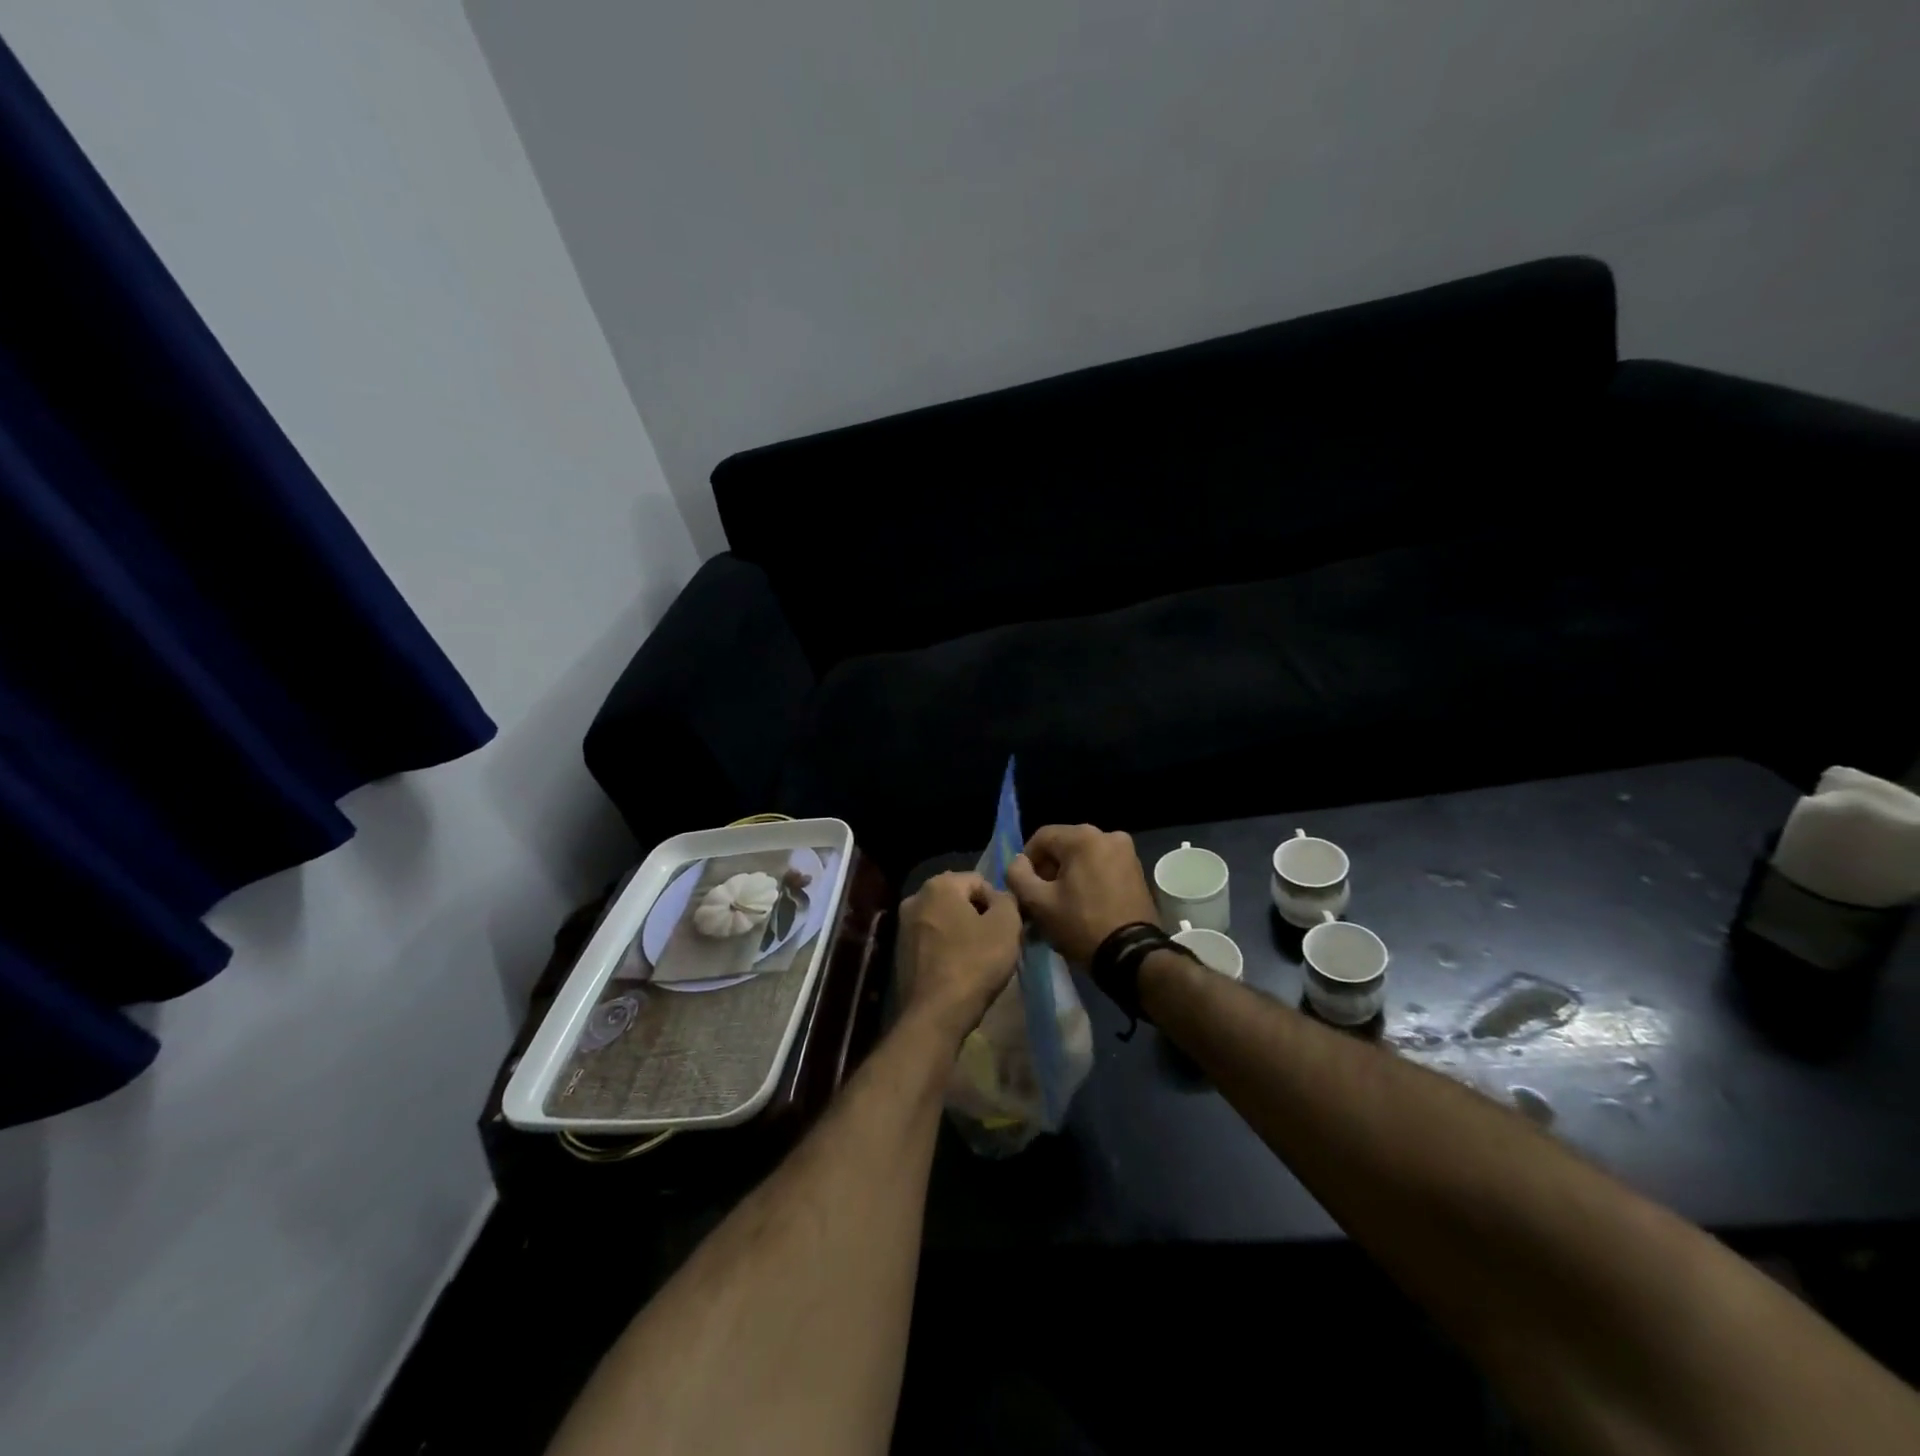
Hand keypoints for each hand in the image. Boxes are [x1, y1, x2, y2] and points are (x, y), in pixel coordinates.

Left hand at [895, 871, 1022, 1040]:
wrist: (935, 1014)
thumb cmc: (975, 963)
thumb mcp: (1007, 925)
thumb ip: (1008, 900)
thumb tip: (999, 898)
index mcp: (939, 884)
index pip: (980, 882)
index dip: (999, 904)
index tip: (1006, 929)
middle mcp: (915, 898)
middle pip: (960, 900)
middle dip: (979, 917)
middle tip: (995, 944)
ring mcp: (903, 926)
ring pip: (946, 921)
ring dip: (963, 933)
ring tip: (978, 959)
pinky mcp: (899, 952)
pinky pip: (932, 941)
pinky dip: (947, 949)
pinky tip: (959, 970)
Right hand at [1006, 824, 1158, 963]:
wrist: (1132, 955)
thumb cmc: (1081, 925)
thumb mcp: (1038, 903)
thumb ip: (1018, 875)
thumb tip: (1018, 862)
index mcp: (1084, 837)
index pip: (1041, 838)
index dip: (1026, 862)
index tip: (1025, 888)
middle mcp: (1108, 835)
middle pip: (1064, 845)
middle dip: (1048, 869)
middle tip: (1042, 898)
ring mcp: (1127, 851)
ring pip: (1083, 856)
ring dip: (1068, 874)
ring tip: (1063, 903)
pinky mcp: (1137, 869)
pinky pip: (1102, 865)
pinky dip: (1089, 878)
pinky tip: (1085, 902)